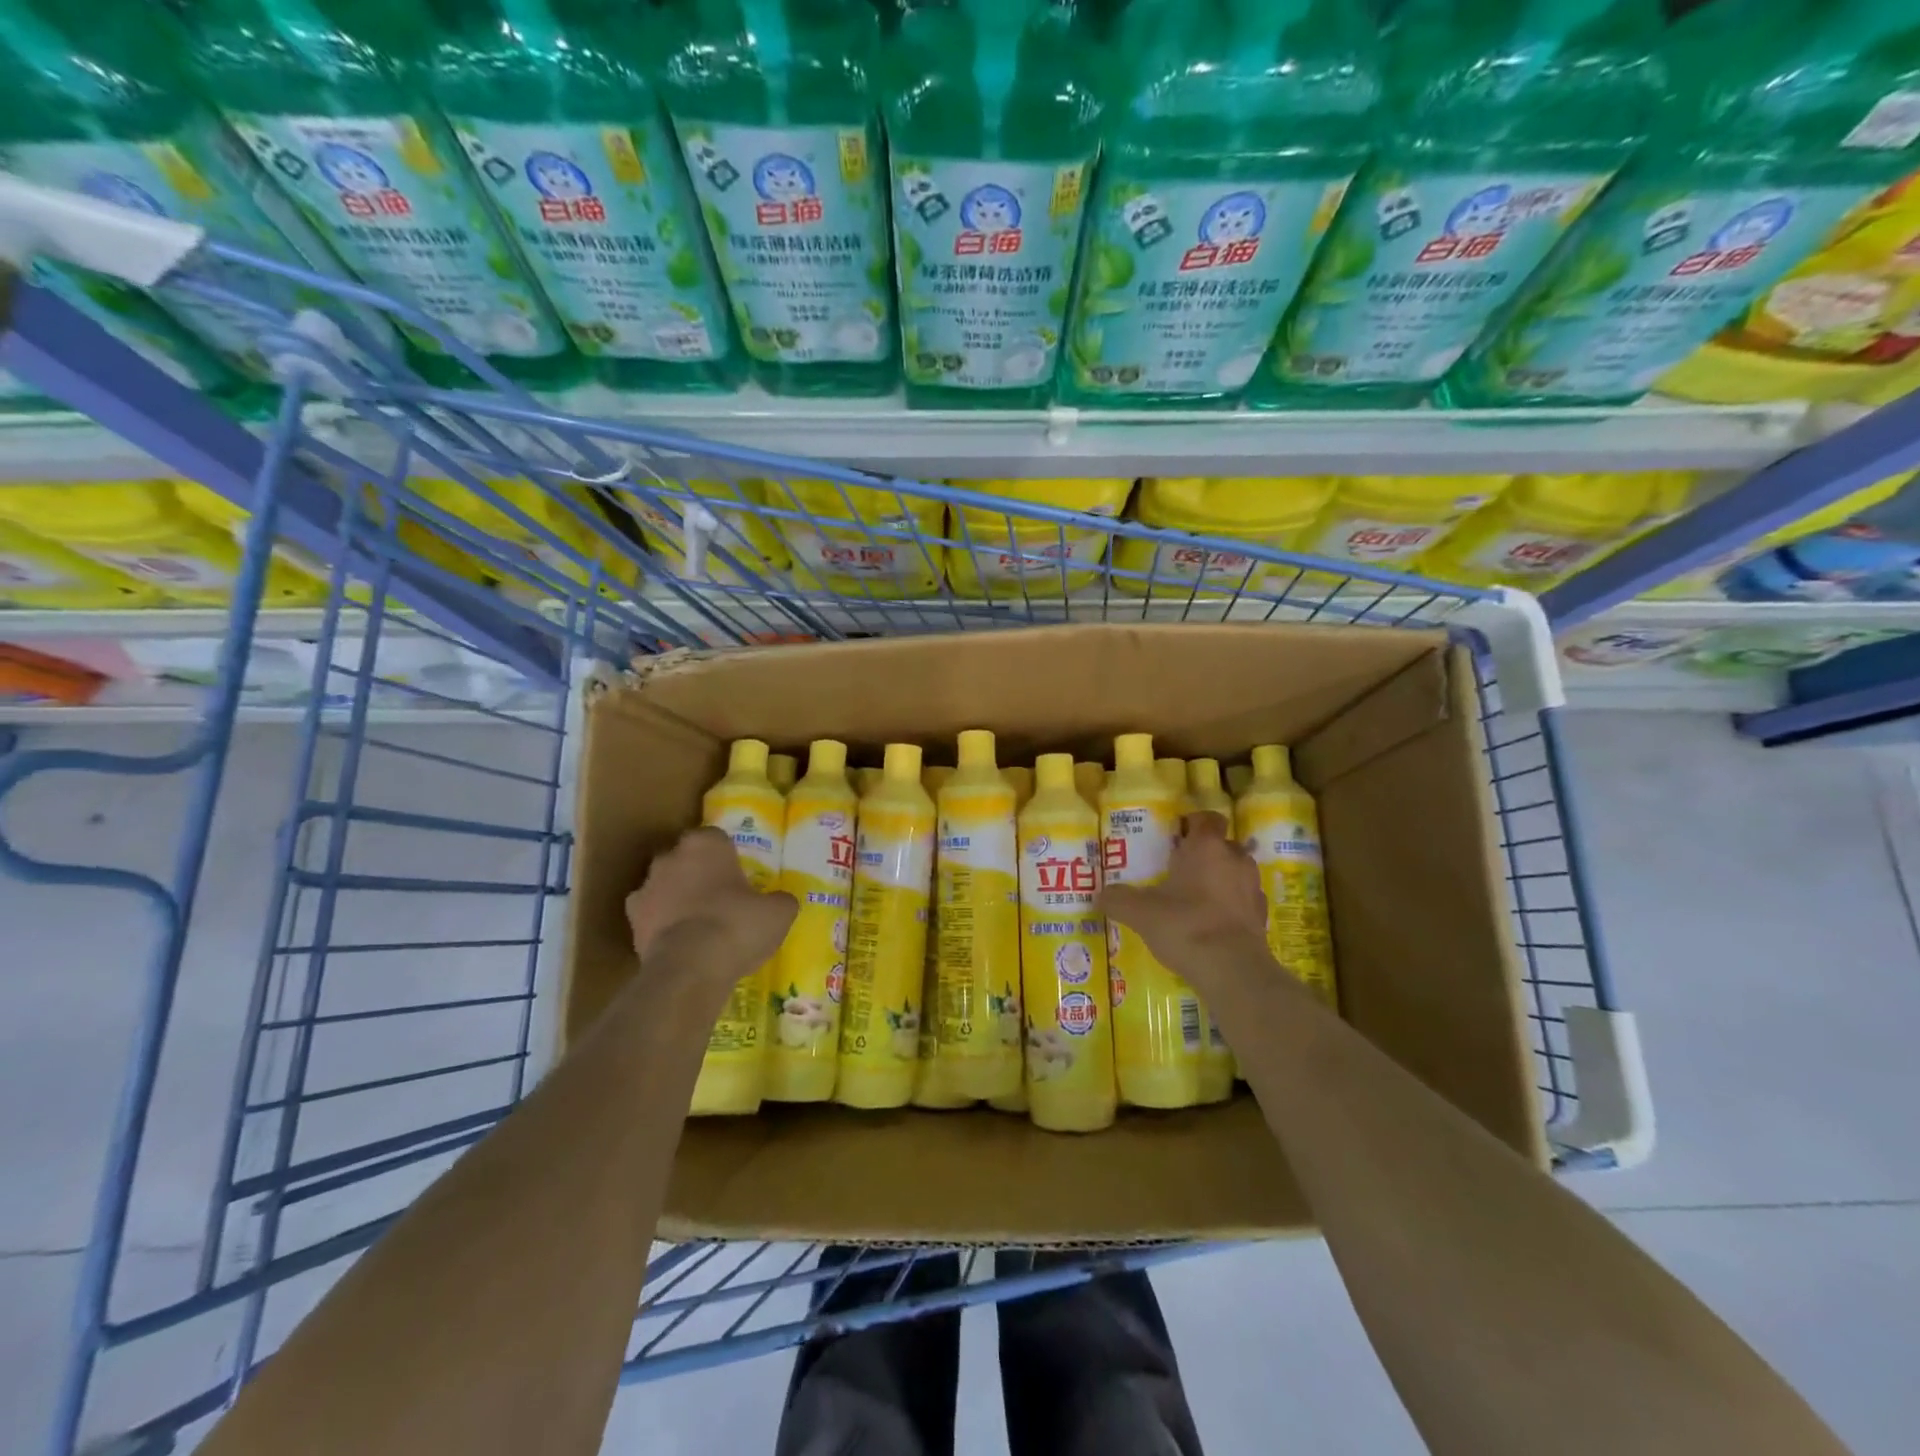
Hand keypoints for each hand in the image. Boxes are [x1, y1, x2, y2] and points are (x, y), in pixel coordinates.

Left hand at [625, 827, 795, 995]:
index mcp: (705, 844)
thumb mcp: (778, 912)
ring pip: (664, 886)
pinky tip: (681, 943)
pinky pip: (651, 916)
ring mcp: (645, 888)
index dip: (727, 855)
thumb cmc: (737, 925)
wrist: (690, 968)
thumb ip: (779, 900)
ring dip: (677, 897)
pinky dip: (662, 925)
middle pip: (685, 858)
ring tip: (700, 924)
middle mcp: (670, 857)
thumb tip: (780, 901)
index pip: (715, 837)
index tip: (739, 874)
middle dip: (698, 872)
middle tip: (721, 896)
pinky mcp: (631, 922)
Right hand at [1101, 812, 1267, 972]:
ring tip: (1195, 898)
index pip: (1207, 818)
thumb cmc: (1184, 925)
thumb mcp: (1140, 912)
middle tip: (1179, 870)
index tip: (1176, 837)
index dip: (1193, 823)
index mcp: (1206, 846)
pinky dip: (1230, 906)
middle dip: (1204, 854)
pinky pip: (1243, 900)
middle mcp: (1234, 859)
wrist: (1232, 970)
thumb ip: (1118, 900)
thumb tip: (1100, 895)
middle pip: (1222, 845)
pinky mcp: (1261, 915)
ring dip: (1220, 879)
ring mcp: (1252, 887)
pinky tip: (1212, 923)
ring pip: (1235, 872)